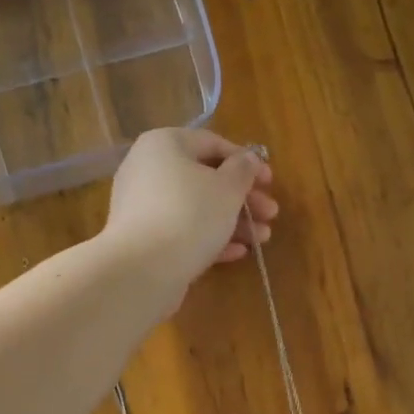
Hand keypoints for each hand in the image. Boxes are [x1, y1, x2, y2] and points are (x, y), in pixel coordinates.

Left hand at [103, 129, 276, 296]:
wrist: (143, 270)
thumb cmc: (190, 215)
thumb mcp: (227, 188)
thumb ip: (243, 170)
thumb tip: (248, 159)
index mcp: (164, 144)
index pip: (211, 143)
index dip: (245, 161)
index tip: (270, 181)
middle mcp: (147, 170)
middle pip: (204, 179)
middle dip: (242, 198)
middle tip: (270, 213)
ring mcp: (142, 207)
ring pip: (195, 208)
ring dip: (232, 222)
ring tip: (262, 238)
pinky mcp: (144, 240)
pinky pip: (181, 232)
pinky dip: (209, 239)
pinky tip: (237, 253)